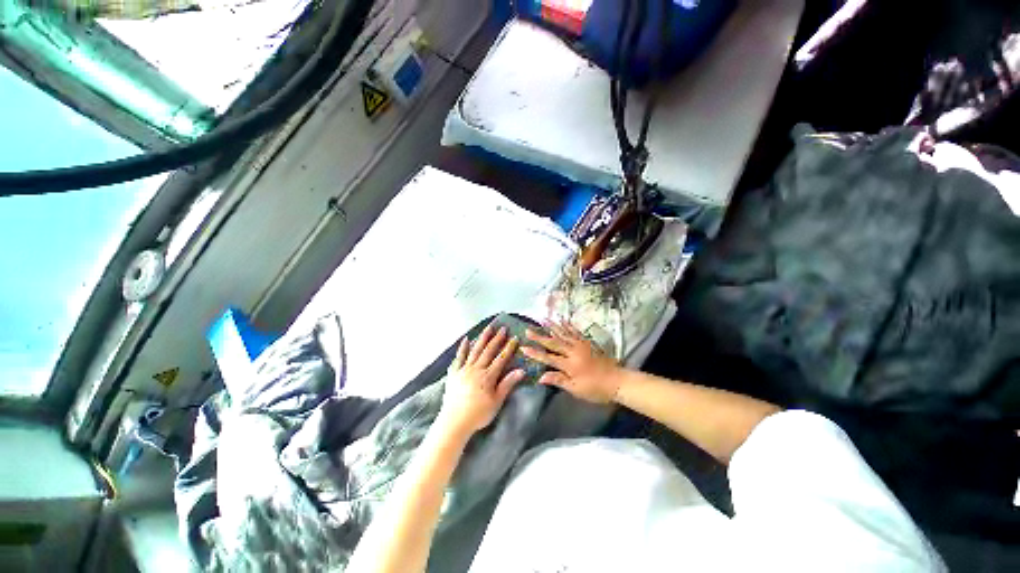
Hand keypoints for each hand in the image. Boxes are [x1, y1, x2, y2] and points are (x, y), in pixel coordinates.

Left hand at [436, 324, 525, 440]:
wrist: (454, 422)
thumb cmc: (478, 414)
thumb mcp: (496, 402)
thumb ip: (507, 384)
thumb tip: (521, 371)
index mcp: (488, 376)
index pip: (501, 358)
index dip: (509, 347)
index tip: (515, 338)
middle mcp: (476, 369)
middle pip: (488, 350)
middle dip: (497, 338)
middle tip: (503, 328)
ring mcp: (464, 369)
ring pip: (475, 350)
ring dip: (482, 338)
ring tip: (488, 327)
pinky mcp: (454, 373)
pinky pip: (459, 357)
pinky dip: (463, 347)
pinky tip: (466, 339)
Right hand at [522, 321, 622, 403]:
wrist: (617, 381)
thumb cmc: (595, 389)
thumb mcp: (576, 389)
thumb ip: (558, 380)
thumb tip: (541, 377)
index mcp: (569, 365)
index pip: (548, 358)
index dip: (535, 353)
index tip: (524, 348)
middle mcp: (573, 352)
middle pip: (553, 343)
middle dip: (539, 337)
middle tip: (528, 330)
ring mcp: (581, 345)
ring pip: (563, 334)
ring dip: (552, 326)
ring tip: (543, 319)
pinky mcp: (587, 342)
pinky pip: (575, 332)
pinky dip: (568, 326)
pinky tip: (562, 320)